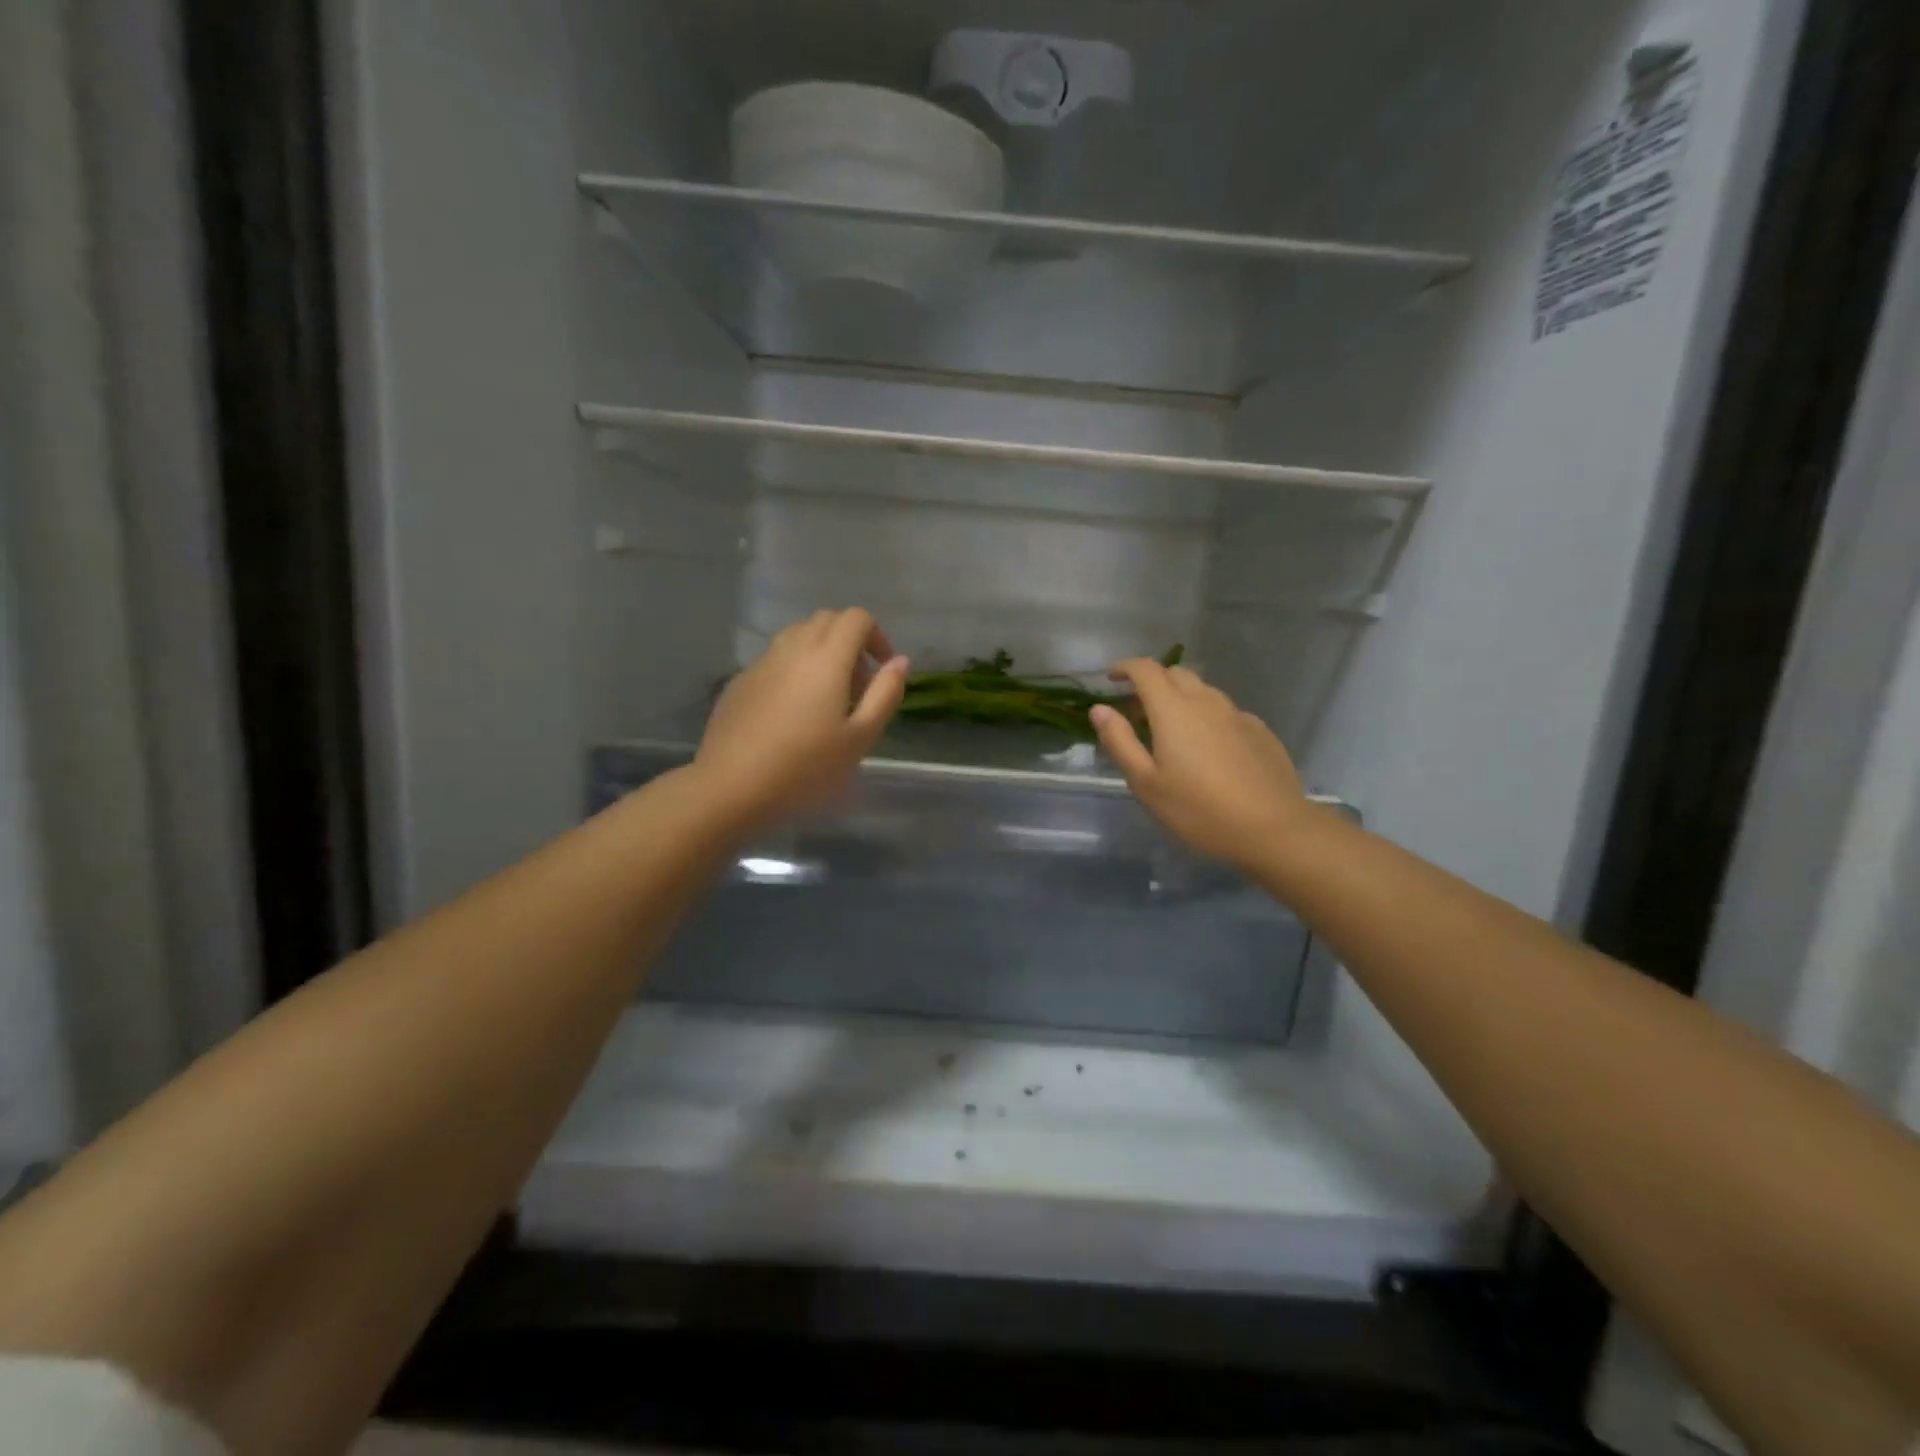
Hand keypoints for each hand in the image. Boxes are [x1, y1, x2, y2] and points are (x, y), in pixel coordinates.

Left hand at [695, 609, 907, 831]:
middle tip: (858, 685)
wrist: (731, 785)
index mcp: (827, 657)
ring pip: (798, 635)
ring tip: (826, 698)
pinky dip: (794, 669)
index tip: (882, 669)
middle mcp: (793, 648)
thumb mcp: (860, 737)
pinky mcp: (741, 680)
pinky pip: (776, 659)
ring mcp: (762, 662)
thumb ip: (885, 694)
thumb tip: (899, 662)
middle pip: (827, 620)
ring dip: (821, 652)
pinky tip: (792, 712)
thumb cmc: (806, 766)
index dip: (877, 636)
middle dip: (850, 641)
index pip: (857, 618)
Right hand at [1090, 661, 1314, 871]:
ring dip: (1180, 698)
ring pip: (1202, 691)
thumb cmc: (1199, 809)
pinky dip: (1207, 717)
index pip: (1145, 669)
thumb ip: (1120, 741)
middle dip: (1152, 682)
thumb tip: (1100, 709)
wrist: (1273, 828)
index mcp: (1173, 710)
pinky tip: (1208, 749)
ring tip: (1172, 731)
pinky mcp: (1259, 730)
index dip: (1125, 668)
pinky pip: (1225, 712)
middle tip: (1137, 712)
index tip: (1111, 679)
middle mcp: (1206, 701)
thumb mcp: (1146, 783)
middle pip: (1175, 674)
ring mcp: (1237, 714)